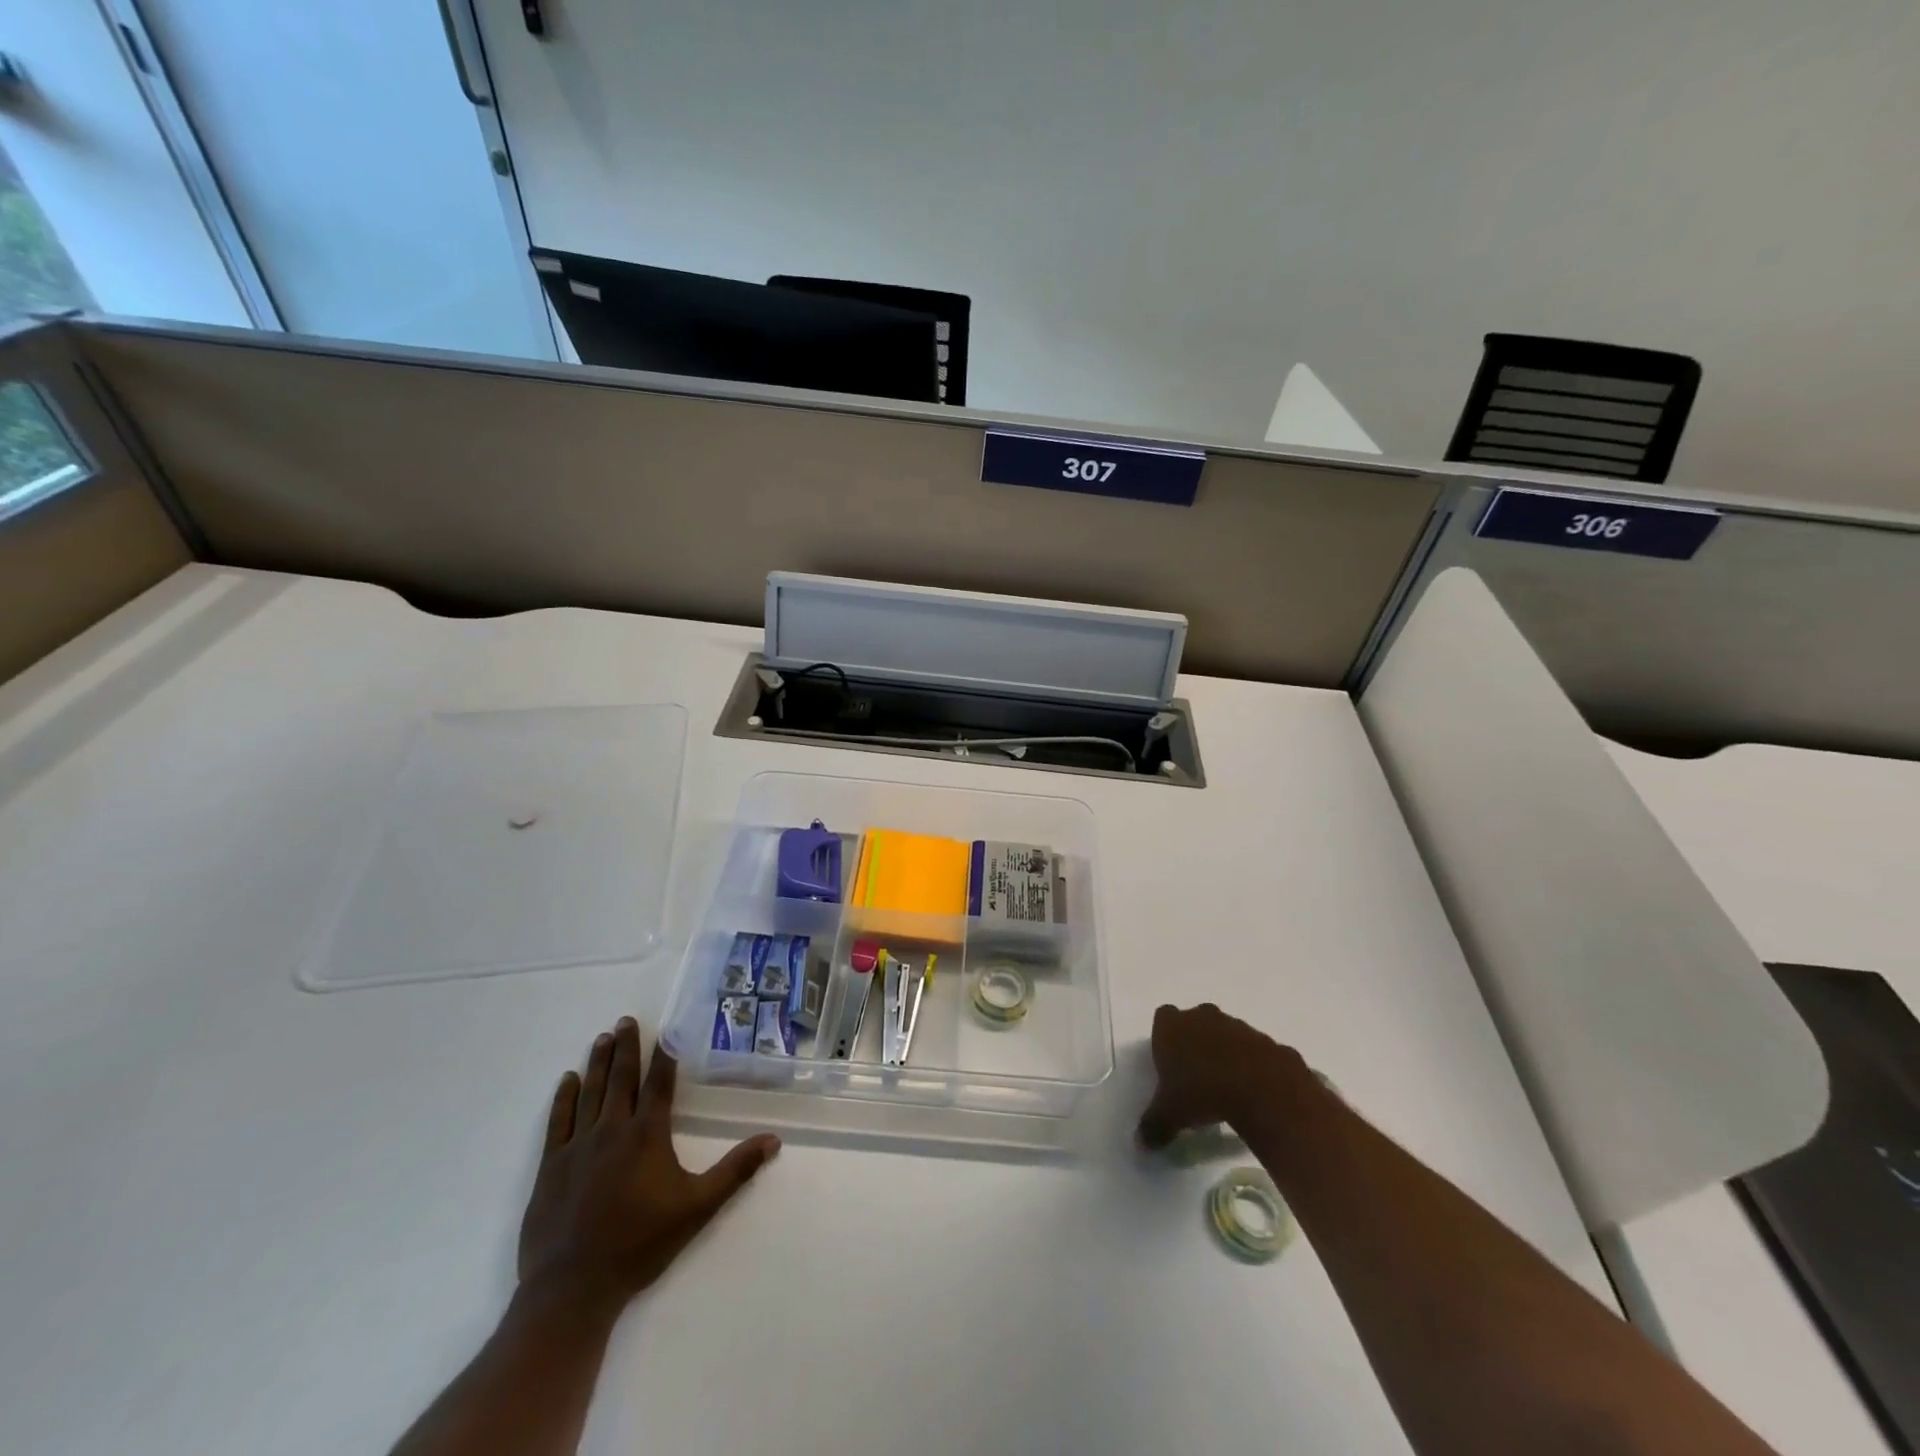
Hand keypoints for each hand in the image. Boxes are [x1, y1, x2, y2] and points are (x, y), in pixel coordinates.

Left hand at [517, 1018, 779, 1313]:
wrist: (572, 1289)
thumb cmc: (640, 1245)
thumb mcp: (697, 1208)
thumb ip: (735, 1171)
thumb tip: (773, 1140)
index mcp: (647, 1135)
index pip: (658, 1083)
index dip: (663, 1055)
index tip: (665, 1030)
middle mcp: (612, 1130)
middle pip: (621, 1079)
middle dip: (626, 1047)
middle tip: (626, 1020)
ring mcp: (577, 1146)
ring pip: (590, 1092)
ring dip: (599, 1063)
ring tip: (603, 1038)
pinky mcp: (550, 1167)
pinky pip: (557, 1121)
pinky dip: (564, 1097)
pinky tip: (568, 1079)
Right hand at [1136, 1002, 1311, 1149]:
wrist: (1263, 1090)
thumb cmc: (1203, 1093)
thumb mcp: (1170, 1115)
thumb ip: (1154, 1126)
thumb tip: (1141, 1144)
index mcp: (1173, 1027)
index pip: (1163, 1017)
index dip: (1165, 1037)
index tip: (1169, 1060)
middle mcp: (1203, 1017)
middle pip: (1196, 1020)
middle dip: (1196, 1040)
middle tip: (1197, 1072)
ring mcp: (1238, 1026)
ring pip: (1227, 1033)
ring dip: (1227, 1052)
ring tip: (1228, 1086)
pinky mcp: (1267, 1041)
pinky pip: (1256, 1051)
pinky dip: (1255, 1065)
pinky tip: (1255, 1091)